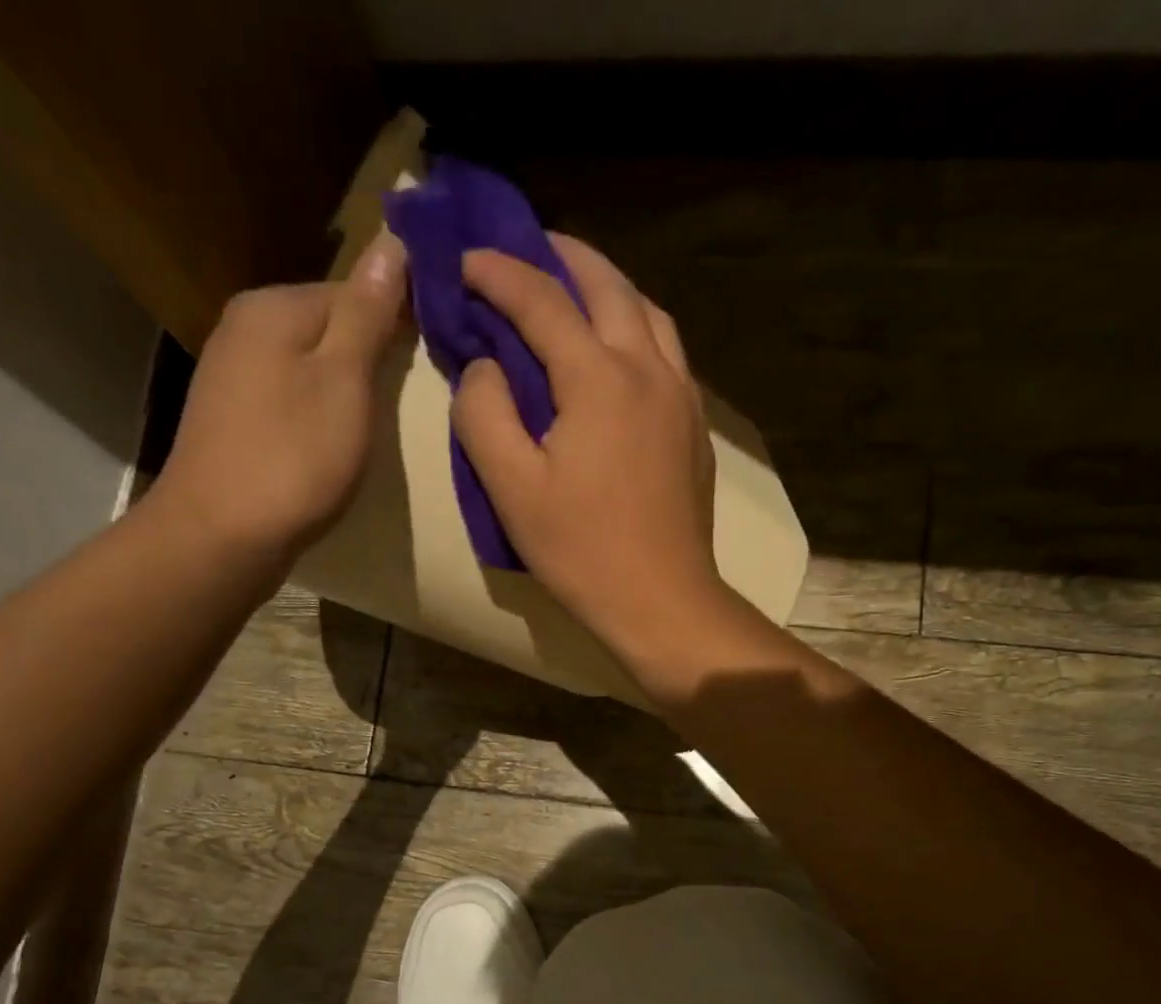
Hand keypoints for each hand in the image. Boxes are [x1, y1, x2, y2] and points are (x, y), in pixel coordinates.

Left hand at [159, 231, 406, 559]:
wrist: (221, 536)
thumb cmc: (294, 457)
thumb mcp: (345, 381)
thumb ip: (368, 314)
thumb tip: (391, 240)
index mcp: (273, 307)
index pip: (352, 289)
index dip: (396, 318)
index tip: (431, 354)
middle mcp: (244, 327)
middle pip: (327, 327)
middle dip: (368, 354)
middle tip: (407, 395)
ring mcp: (232, 376)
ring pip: (308, 365)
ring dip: (344, 387)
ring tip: (374, 423)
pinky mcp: (232, 420)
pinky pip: (290, 398)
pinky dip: (317, 414)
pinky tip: (332, 443)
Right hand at [453, 234, 729, 660]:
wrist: (660, 599)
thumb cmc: (581, 550)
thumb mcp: (511, 488)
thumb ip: (484, 414)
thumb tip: (484, 366)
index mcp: (599, 378)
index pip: (543, 301)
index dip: (499, 272)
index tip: (465, 260)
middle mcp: (648, 368)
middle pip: (608, 285)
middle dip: (562, 256)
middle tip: (526, 247)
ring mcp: (681, 395)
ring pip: (647, 312)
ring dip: (607, 286)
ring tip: (575, 287)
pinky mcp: (694, 425)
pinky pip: (667, 349)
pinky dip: (636, 325)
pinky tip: (618, 346)